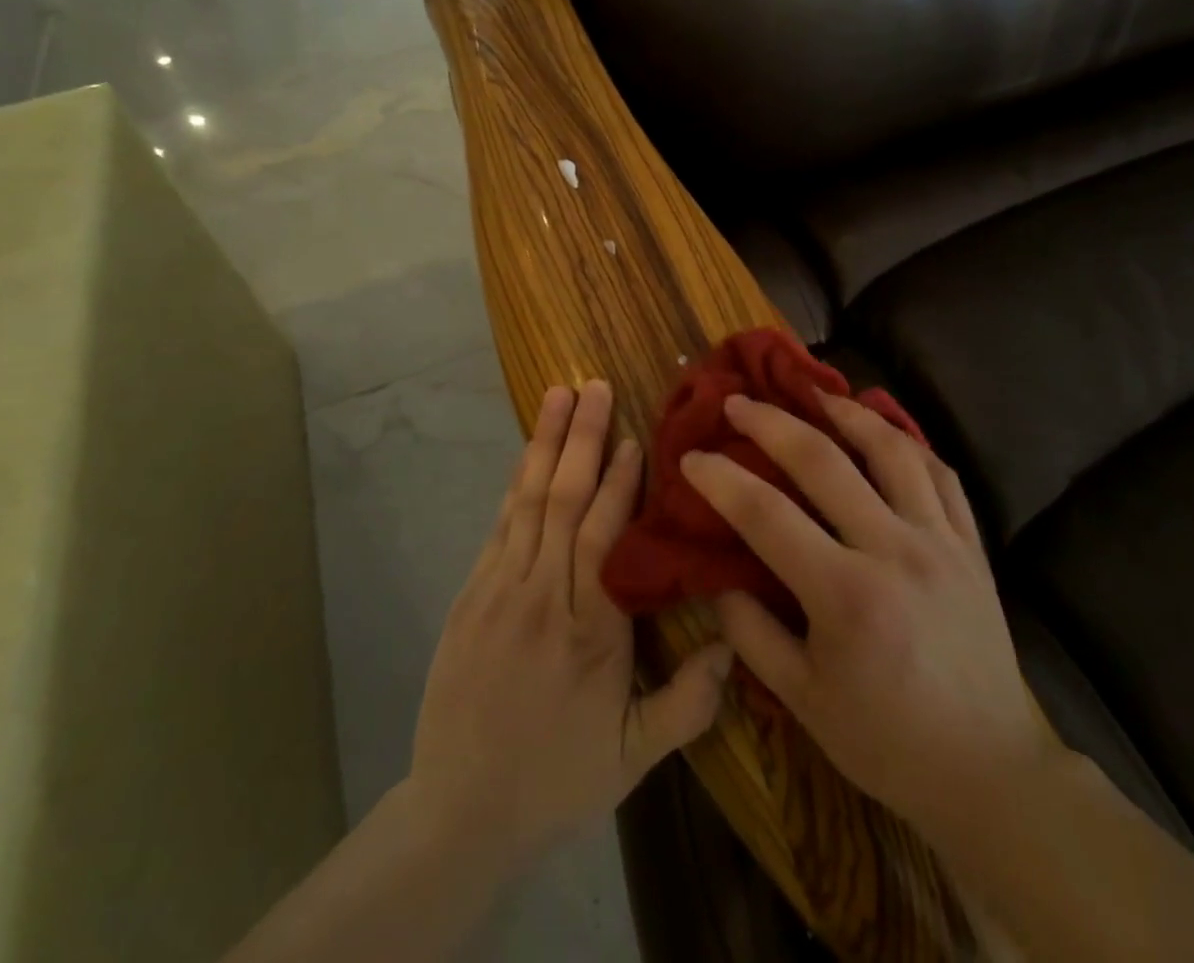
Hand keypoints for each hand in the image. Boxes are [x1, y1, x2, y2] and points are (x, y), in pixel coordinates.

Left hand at [408, 381, 733, 864]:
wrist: (460, 810)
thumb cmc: (556, 779)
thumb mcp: (633, 758)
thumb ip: (688, 703)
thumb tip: (732, 643)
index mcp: (590, 631)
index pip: (606, 537)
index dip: (620, 483)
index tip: (633, 436)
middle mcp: (543, 596)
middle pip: (565, 501)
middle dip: (582, 437)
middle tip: (594, 384)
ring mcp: (501, 589)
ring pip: (528, 501)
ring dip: (545, 443)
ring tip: (558, 395)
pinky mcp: (473, 593)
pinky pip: (500, 525)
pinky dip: (517, 482)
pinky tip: (528, 453)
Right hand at [681, 390, 1061, 834]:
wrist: (989, 771)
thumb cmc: (887, 741)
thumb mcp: (802, 701)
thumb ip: (751, 634)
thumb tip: (719, 576)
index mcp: (845, 595)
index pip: (766, 514)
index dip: (720, 479)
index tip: (691, 457)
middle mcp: (894, 551)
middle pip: (823, 461)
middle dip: (771, 423)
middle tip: (738, 402)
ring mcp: (939, 541)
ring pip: (891, 450)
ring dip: (847, 412)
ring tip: (814, 393)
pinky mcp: (971, 546)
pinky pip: (941, 473)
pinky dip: (908, 442)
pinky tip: (883, 429)